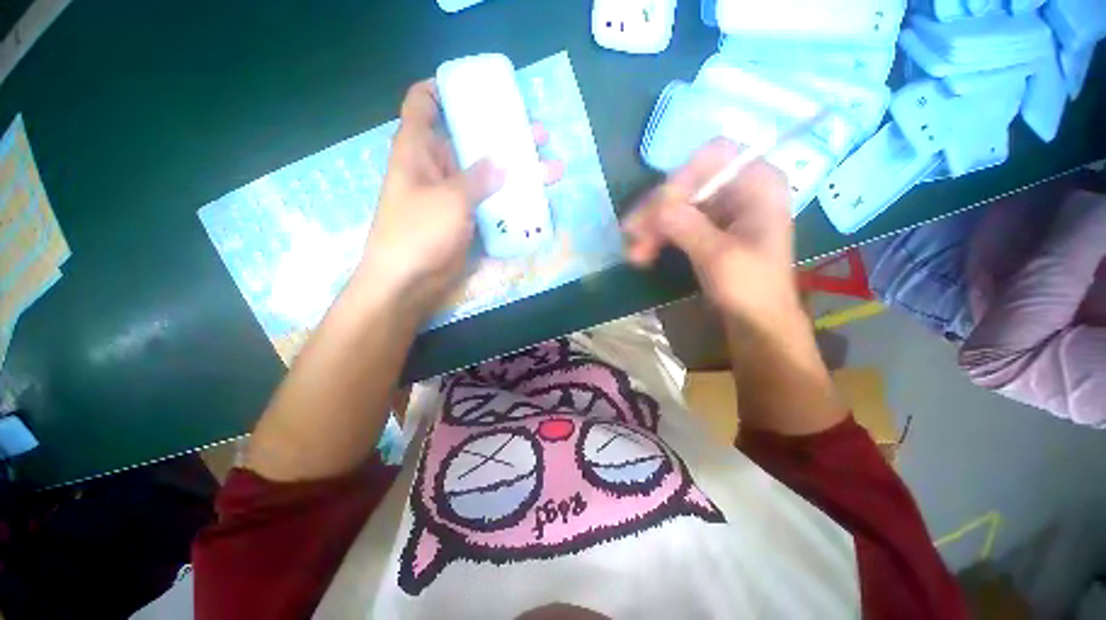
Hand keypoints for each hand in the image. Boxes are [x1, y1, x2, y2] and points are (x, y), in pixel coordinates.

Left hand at [358, 80, 563, 313]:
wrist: (409, 282)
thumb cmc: (418, 233)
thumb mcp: (448, 199)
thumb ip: (477, 178)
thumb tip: (504, 162)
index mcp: (419, 149)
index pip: (424, 103)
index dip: (445, 88)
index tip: (479, 88)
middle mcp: (437, 167)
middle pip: (470, 139)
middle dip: (502, 133)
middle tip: (537, 134)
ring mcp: (455, 195)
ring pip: (488, 173)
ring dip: (516, 170)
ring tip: (550, 166)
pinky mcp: (467, 218)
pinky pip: (492, 201)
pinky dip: (511, 198)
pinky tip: (536, 197)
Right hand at [623, 138, 800, 332]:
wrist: (757, 321)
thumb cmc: (750, 288)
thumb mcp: (719, 256)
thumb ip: (686, 226)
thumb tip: (653, 208)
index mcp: (758, 183)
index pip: (712, 158)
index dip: (680, 179)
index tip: (656, 212)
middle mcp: (739, 188)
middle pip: (687, 182)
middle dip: (657, 210)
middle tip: (630, 235)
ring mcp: (722, 209)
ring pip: (676, 204)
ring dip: (651, 227)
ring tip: (633, 253)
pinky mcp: (707, 228)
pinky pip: (676, 222)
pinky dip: (658, 236)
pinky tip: (643, 253)